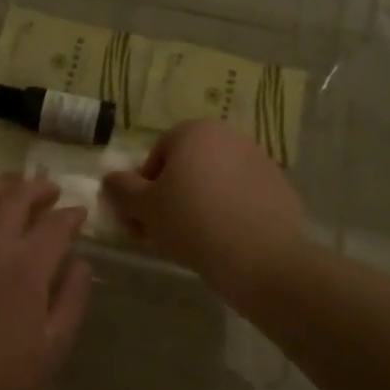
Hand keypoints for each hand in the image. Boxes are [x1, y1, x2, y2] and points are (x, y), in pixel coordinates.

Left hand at [0, 176, 92, 389]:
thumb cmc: (3, 380)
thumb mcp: (54, 346)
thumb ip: (73, 298)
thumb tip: (81, 263)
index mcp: (26, 266)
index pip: (55, 224)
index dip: (71, 215)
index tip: (79, 215)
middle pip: (15, 197)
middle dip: (37, 188)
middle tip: (50, 191)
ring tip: (12, 188)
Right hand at [103, 121, 306, 293]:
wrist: (263, 258)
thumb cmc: (193, 223)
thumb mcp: (145, 208)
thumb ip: (122, 189)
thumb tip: (111, 178)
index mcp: (194, 131)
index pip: (157, 156)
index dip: (144, 189)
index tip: (143, 219)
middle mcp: (228, 136)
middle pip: (187, 166)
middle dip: (172, 195)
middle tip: (163, 232)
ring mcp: (258, 159)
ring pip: (214, 181)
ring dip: (199, 203)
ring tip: (193, 241)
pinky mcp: (279, 186)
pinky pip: (241, 196)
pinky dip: (228, 212)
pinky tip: (225, 241)